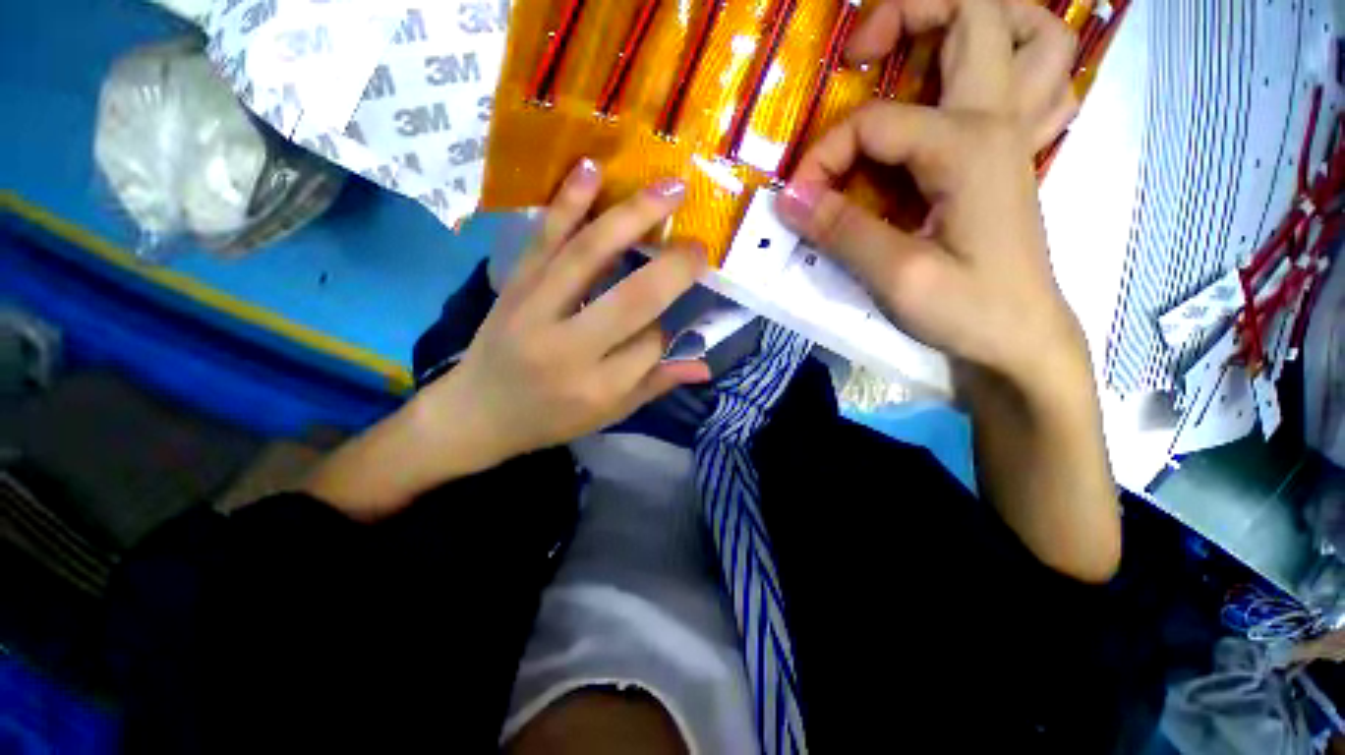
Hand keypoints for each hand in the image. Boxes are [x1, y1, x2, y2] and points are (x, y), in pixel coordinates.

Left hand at [419, 159, 710, 466]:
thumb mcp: (608, 415)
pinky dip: (568, 201)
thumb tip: (705, 366)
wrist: (475, 412)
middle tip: (698, 245)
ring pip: (589, 254)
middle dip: (672, 268)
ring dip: (633, 216)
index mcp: (596, 388)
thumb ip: (656, 385)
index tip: (677, 319)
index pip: (651, 345)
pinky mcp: (515, 284)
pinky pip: (544, 237)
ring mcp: (535, 308)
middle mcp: (568, 347)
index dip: (671, 328)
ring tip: (670, 188)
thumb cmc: (550, 420)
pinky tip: (592, 168)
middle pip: (632, 298)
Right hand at [775, 0, 1084, 387]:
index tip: (797, 201)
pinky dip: (1008, 61)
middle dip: (909, 12)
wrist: (1020, 339)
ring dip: (978, 20)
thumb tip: (789, 199)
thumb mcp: (897, 277)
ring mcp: (1015, 134)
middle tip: (859, 54)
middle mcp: (999, 120)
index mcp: (969, 146)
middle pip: (977, 14)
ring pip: (1030, 33)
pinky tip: (968, 88)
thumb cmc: (968, 310)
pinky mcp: (1010, 157)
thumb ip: (842, 231)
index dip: (824, 157)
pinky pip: (1035, 80)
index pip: (875, 124)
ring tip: (924, 45)